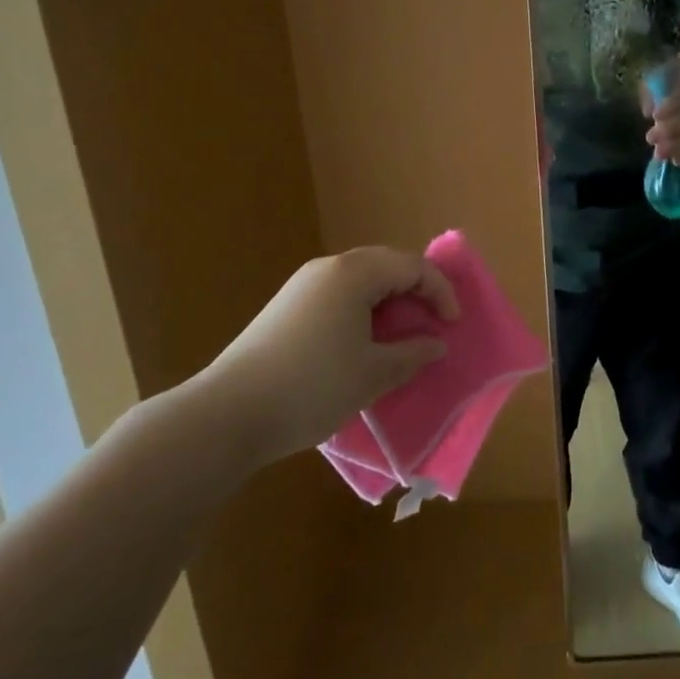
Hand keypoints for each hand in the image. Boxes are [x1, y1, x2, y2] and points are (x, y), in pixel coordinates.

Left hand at [190, 246, 456, 471]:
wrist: (227, 414)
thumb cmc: (313, 386)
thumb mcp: (373, 374)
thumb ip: (412, 354)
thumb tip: (436, 344)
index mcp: (355, 273)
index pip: (412, 266)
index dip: (440, 291)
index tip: (452, 325)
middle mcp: (328, 268)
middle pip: (386, 264)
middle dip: (415, 291)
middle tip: (430, 324)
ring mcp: (301, 286)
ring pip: (359, 280)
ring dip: (387, 302)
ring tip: (398, 337)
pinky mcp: (284, 308)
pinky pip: (337, 295)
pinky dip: (360, 311)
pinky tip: (359, 345)